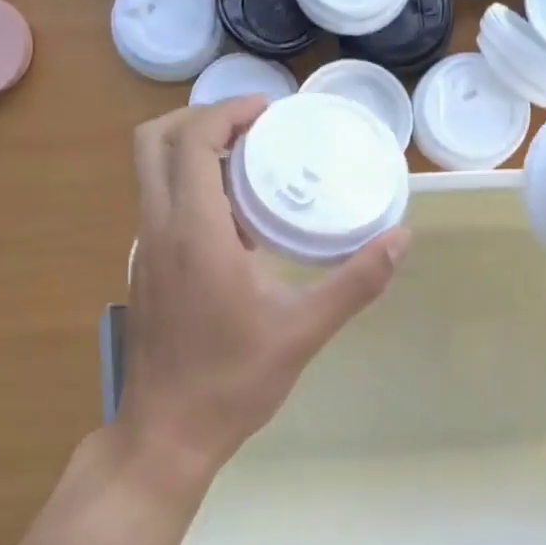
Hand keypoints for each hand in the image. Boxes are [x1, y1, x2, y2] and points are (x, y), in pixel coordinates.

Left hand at [118, 97, 410, 488]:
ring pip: (151, 174)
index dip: (227, 111)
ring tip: (250, 167)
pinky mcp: (144, 271)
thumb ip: (356, 281)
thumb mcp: (304, 330)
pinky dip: (189, 189)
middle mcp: (158, 230)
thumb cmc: (233, 380)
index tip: (268, 112)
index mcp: (194, 233)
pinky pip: (159, 206)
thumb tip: (401, 239)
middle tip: (252, 128)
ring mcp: (144, 251)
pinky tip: (236, 224)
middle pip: (154, 142)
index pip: (193, 141)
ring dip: (193, 154)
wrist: (168, 433)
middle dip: (199, 119)